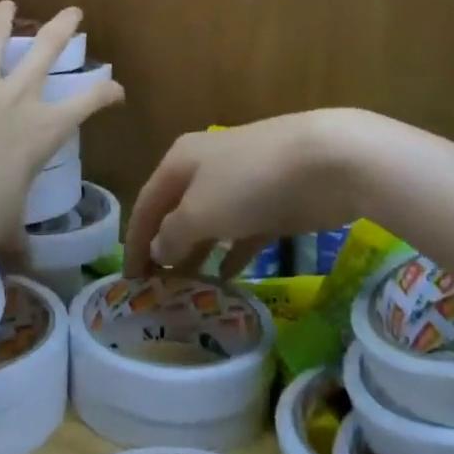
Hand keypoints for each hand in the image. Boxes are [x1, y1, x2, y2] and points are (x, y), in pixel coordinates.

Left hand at [0, 2, 123, 242]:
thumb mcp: (7, 228)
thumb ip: (17, 238)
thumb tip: (24, 263)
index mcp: (42, 130)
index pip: (87, 103)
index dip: (106, 92)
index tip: (116, 88)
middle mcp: (16, 98)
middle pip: (45, 51)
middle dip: (61, 28)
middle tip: (72, 12)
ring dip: (0, 19)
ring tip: (6, 4)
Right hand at [123, 112, 366, 278]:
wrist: (324, 161)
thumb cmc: (250, 182)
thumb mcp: (202, 210)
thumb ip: (174, 232)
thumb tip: (157, 247)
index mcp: (180, 161)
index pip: (147, 203)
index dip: (135, 241)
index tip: (129, 281)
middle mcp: (205, 168)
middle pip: (175, 211)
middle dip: (164, 247)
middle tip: (157, 291)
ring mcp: (240, 184)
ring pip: (208, 223)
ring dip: (195, 253)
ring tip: (185, 291)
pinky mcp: (270, 203)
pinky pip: (241, 232)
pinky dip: (230, 252)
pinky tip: (225, 278)